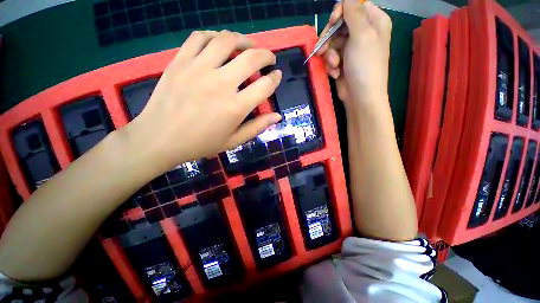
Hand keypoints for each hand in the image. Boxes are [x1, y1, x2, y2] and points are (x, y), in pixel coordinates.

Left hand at [127, 30, 281, 170]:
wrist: (160, 138)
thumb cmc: (201, 143)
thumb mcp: (234, 140)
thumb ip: (257, 127)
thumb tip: (277, 116)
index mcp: (236, 107)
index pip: (265, 86)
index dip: (275, 78)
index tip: (277, 76)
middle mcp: (221, 83)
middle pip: (252, 58)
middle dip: (266, 55)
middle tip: (269, 58)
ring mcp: (198, 68)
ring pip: (227, 40)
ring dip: (244, 40)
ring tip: (249, 46)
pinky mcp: (180, 61)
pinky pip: (200, 37)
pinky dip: (214, 36)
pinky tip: (220, 42)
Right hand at [317, 0, 391, 108]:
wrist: (360, 96)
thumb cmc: (365, 64)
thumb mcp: (361, 34)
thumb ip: (353, 12)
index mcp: (373, 21)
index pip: (353, 7)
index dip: (340, 13)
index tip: (332, 23)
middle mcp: (363, 33)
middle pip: (339, 25)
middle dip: (329, 39)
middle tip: (322, 50)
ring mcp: (352, 49)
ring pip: (332, 43)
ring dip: (329, 55)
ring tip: (334, 66)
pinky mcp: (343, 62)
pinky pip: (332, 57)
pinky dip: (331, 65)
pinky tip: (336, 73)